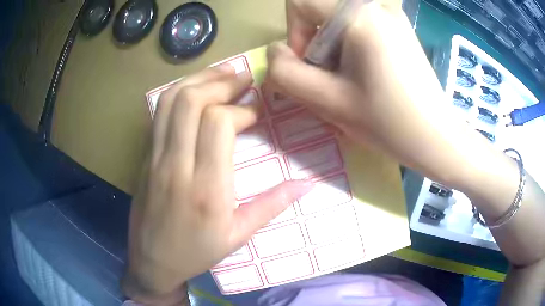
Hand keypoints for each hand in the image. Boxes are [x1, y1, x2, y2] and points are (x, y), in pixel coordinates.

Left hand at [122, 65, 312, 303]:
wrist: (152, 261)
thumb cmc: (196, 252)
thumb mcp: (238, 236)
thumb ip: (272, 205)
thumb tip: (307, 185)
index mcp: (206, 189)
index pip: (218, 123)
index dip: (241, 109)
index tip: (255, 114)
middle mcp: (176, 166)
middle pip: (191, 102)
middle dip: (221, 82)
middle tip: (243, 78)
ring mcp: (155, 158)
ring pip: (170, 101)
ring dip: (198, 79)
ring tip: (222, 73)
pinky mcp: (145, 156)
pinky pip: (159, 113)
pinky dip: (179, 93)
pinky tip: (197, 90)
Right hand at [268, 0, 473, 184]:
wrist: (436, 138)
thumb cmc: (388, 122)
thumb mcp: (329, 101)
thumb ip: (287, 74)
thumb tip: (275, 52)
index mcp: (359, 16)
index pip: (300, 2)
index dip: (294, 33)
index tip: (311, 65)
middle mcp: (376, 7)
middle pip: (321, 14)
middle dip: (316, 46)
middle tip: (334, 82)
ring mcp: (391, 17)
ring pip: (339, 23)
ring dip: (334, 51)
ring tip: (353, 83)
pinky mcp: (399, 30)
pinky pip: (360, 28)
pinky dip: (352, 49)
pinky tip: (368, 77)